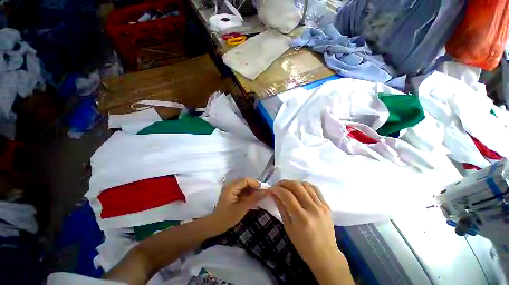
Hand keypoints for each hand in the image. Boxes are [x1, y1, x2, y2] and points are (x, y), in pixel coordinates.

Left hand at [211, 178, 266, 232]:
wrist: (214, 226)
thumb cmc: (227, 217)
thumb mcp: (242, 208)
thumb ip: (254, 198)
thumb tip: (265, 191)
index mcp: (231, 187)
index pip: (245, 180)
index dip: (255, 183)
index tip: (264, 189)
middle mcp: (231, 186)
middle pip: (245, 182)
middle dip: (254, 187)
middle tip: (263, 193)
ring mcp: (231, 190)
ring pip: (244, 187)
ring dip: (252, 191)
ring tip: (260, 196)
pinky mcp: (232, 195)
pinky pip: (242, 191)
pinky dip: (248, 194)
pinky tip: (253, 199)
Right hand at [270, 180, 352, 284]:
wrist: (326, 255)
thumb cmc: (303, 246)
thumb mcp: (288, 228)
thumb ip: (281, 208)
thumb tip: (274, 194)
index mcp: (301, 218)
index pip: (287, 196)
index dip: (277, 189)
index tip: (271, 189)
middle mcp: (312, 209)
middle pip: (297, 186)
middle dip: (284, 183)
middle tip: (278, 185)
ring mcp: (322, 206)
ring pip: (306, 185)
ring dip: (294, 182)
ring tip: (288, 186)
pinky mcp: (327, 205)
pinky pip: (315, 189)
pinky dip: (305, 185)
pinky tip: (300, 188)